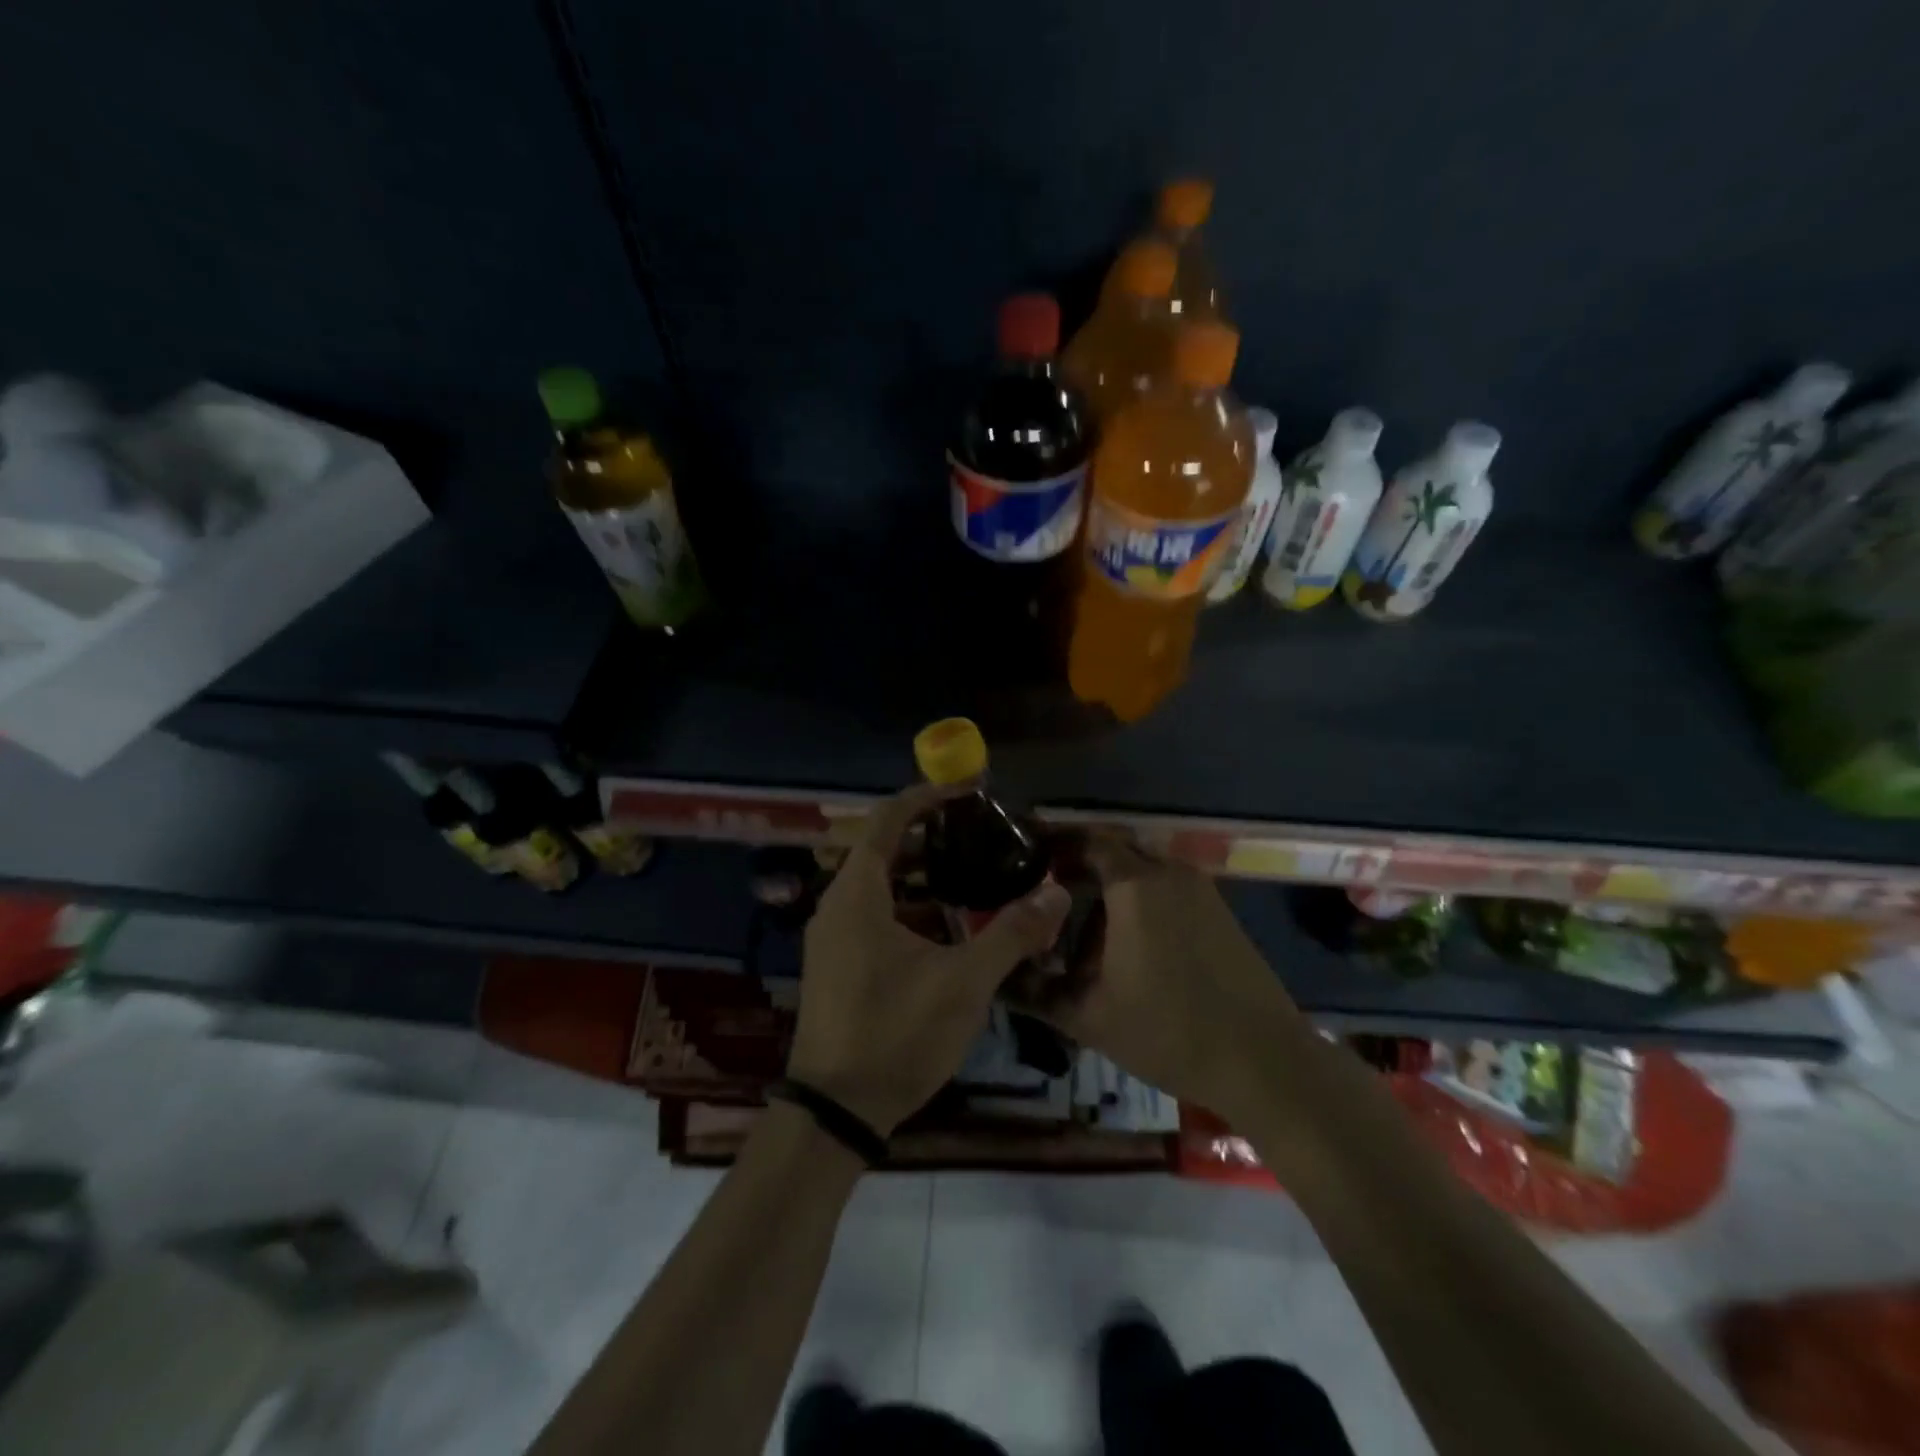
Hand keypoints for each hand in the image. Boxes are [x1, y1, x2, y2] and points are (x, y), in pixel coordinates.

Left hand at [786, 783, 1070, 1136]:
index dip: (927, 796)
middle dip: (933, 836)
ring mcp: (833, 937)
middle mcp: (838, 905)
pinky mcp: (837, 964)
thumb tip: (1057, 891)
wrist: (834, 1112)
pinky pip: (875, 914)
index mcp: (858, 894)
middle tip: (982, 834)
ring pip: (881, 886)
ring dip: (924, 875)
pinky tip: (949, 928)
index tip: (969, 791)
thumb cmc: (895, 1033)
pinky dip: (911, 907)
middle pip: (884, 849)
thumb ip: (1012, 933)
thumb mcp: (963, 982)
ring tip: (975, 874)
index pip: (888, 819)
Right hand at [1020, 833, 1304, 1124]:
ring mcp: (1199, 890)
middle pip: (1115, 850)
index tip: (1024, 858)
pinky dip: (1137, 899)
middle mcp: (1168, 873)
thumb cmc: (1170, 1032)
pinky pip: (1165, 888)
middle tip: (1045, 892)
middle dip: (1078, 864)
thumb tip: (998, 974)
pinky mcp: (1218, 911)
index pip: (1086, 840)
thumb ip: (1036, 991)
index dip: (1052, 844)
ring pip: (1141, 870)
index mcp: (1135, 885)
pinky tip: (1123, 942)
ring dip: (1109, 886)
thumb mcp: (1089, 1016)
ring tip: (1079, 924)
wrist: (1265, 1061)